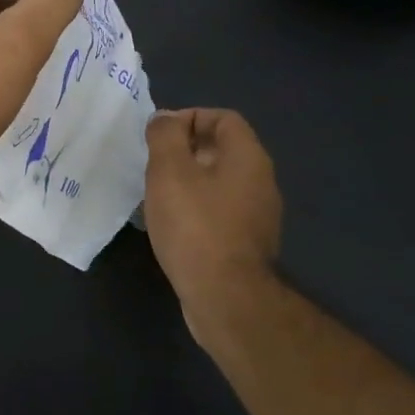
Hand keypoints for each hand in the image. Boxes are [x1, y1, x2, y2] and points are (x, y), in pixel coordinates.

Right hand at [144, 109, 283, 348]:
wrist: (225, 296)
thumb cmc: (195, 226)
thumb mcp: (169, 171)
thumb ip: (165, 136)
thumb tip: (165, 119)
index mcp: (248, 158)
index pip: (224, 118)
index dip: (190, 118)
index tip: (159, 137)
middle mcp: (261, 181)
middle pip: (222, 150)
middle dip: (185, 151)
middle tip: (153, 166)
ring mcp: (258, 215)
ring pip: (219, 182)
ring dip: (188, 182)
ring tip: (157, 195)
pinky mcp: (247, 243)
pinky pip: (220, 211)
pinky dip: (196, 209)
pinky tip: (172, 225)